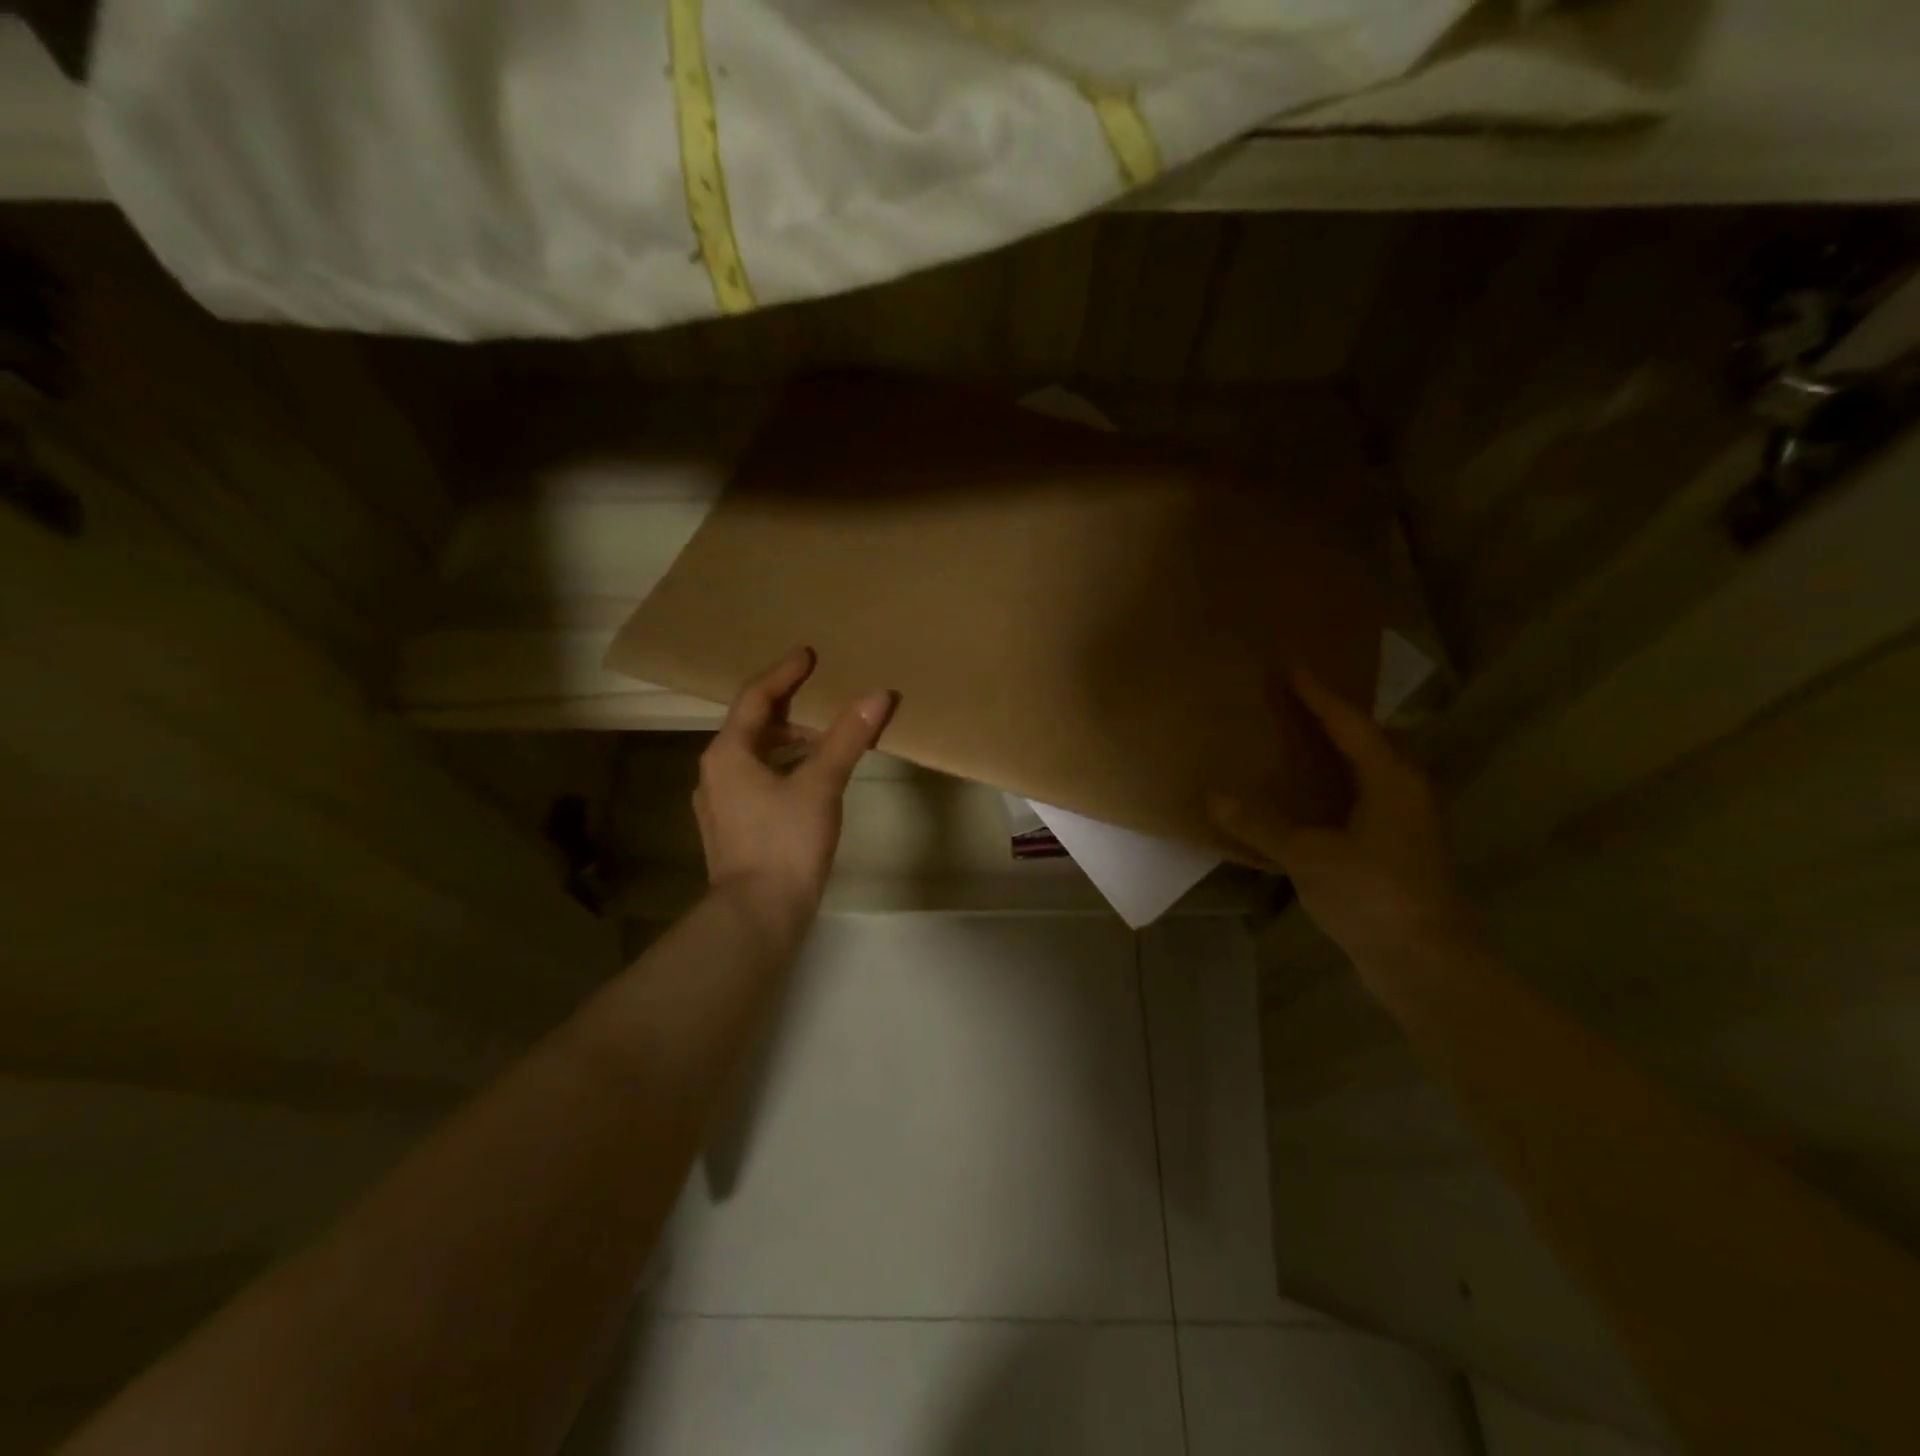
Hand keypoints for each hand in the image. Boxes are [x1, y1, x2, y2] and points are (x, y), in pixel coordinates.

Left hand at [695, 648, 895, 928]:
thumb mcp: (820, 785)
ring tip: (828, 742)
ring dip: (790, 742)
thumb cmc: (785, 842)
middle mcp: (716, 772)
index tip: (809, 655)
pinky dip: (785, 768)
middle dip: (792, 710)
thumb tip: (879, 695)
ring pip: (756, 756)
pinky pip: (759, 780)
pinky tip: (812, 782)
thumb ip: (848, 738)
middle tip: (826, 701)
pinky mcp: (734, 827)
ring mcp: (721, 803)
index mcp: (728, 753)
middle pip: (754, 726)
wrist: (757, 915)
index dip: (783, 673)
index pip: (755, 697)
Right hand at [1208, 670, 1470, 961]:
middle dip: (1335, 721)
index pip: (1351, 725)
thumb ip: (1261, 825)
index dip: (1320, 697)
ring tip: (1299, 744)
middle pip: (1369, 743)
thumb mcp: (1308, 856)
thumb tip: (1213, 796)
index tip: (1293, 670)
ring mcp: (1406, 825)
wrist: (1424, 962)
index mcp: (1391, 781)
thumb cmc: (1371, 895)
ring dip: (1337, 756)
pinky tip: (1309, 802)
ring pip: (1368, 774)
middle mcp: (1406, 793)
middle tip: (1297, 703)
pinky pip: (1363, 802)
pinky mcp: (1398, 853)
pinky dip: (1335, 789)